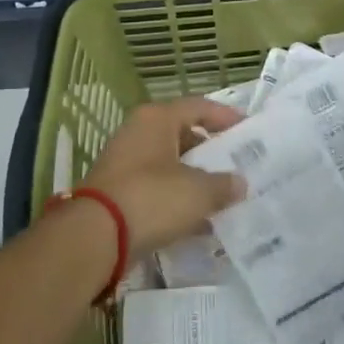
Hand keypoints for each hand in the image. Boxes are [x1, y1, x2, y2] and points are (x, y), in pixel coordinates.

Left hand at [82, 97, 245, 255]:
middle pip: (183, 134)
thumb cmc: (151, 198)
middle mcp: (138, 132)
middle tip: (237, 166)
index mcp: (157, 118)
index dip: (226, 117)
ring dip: (194, 178)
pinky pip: (155, 188)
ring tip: (222, 196)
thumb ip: (223, 185)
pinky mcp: (117, 191)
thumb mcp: (198, 192)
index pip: (199, 107)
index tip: (248, 131)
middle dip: (210, 152)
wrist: (95, 237)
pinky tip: (197, 221)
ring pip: (169, 163)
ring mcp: (124, 162)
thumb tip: (239, 183)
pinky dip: (176, 199)